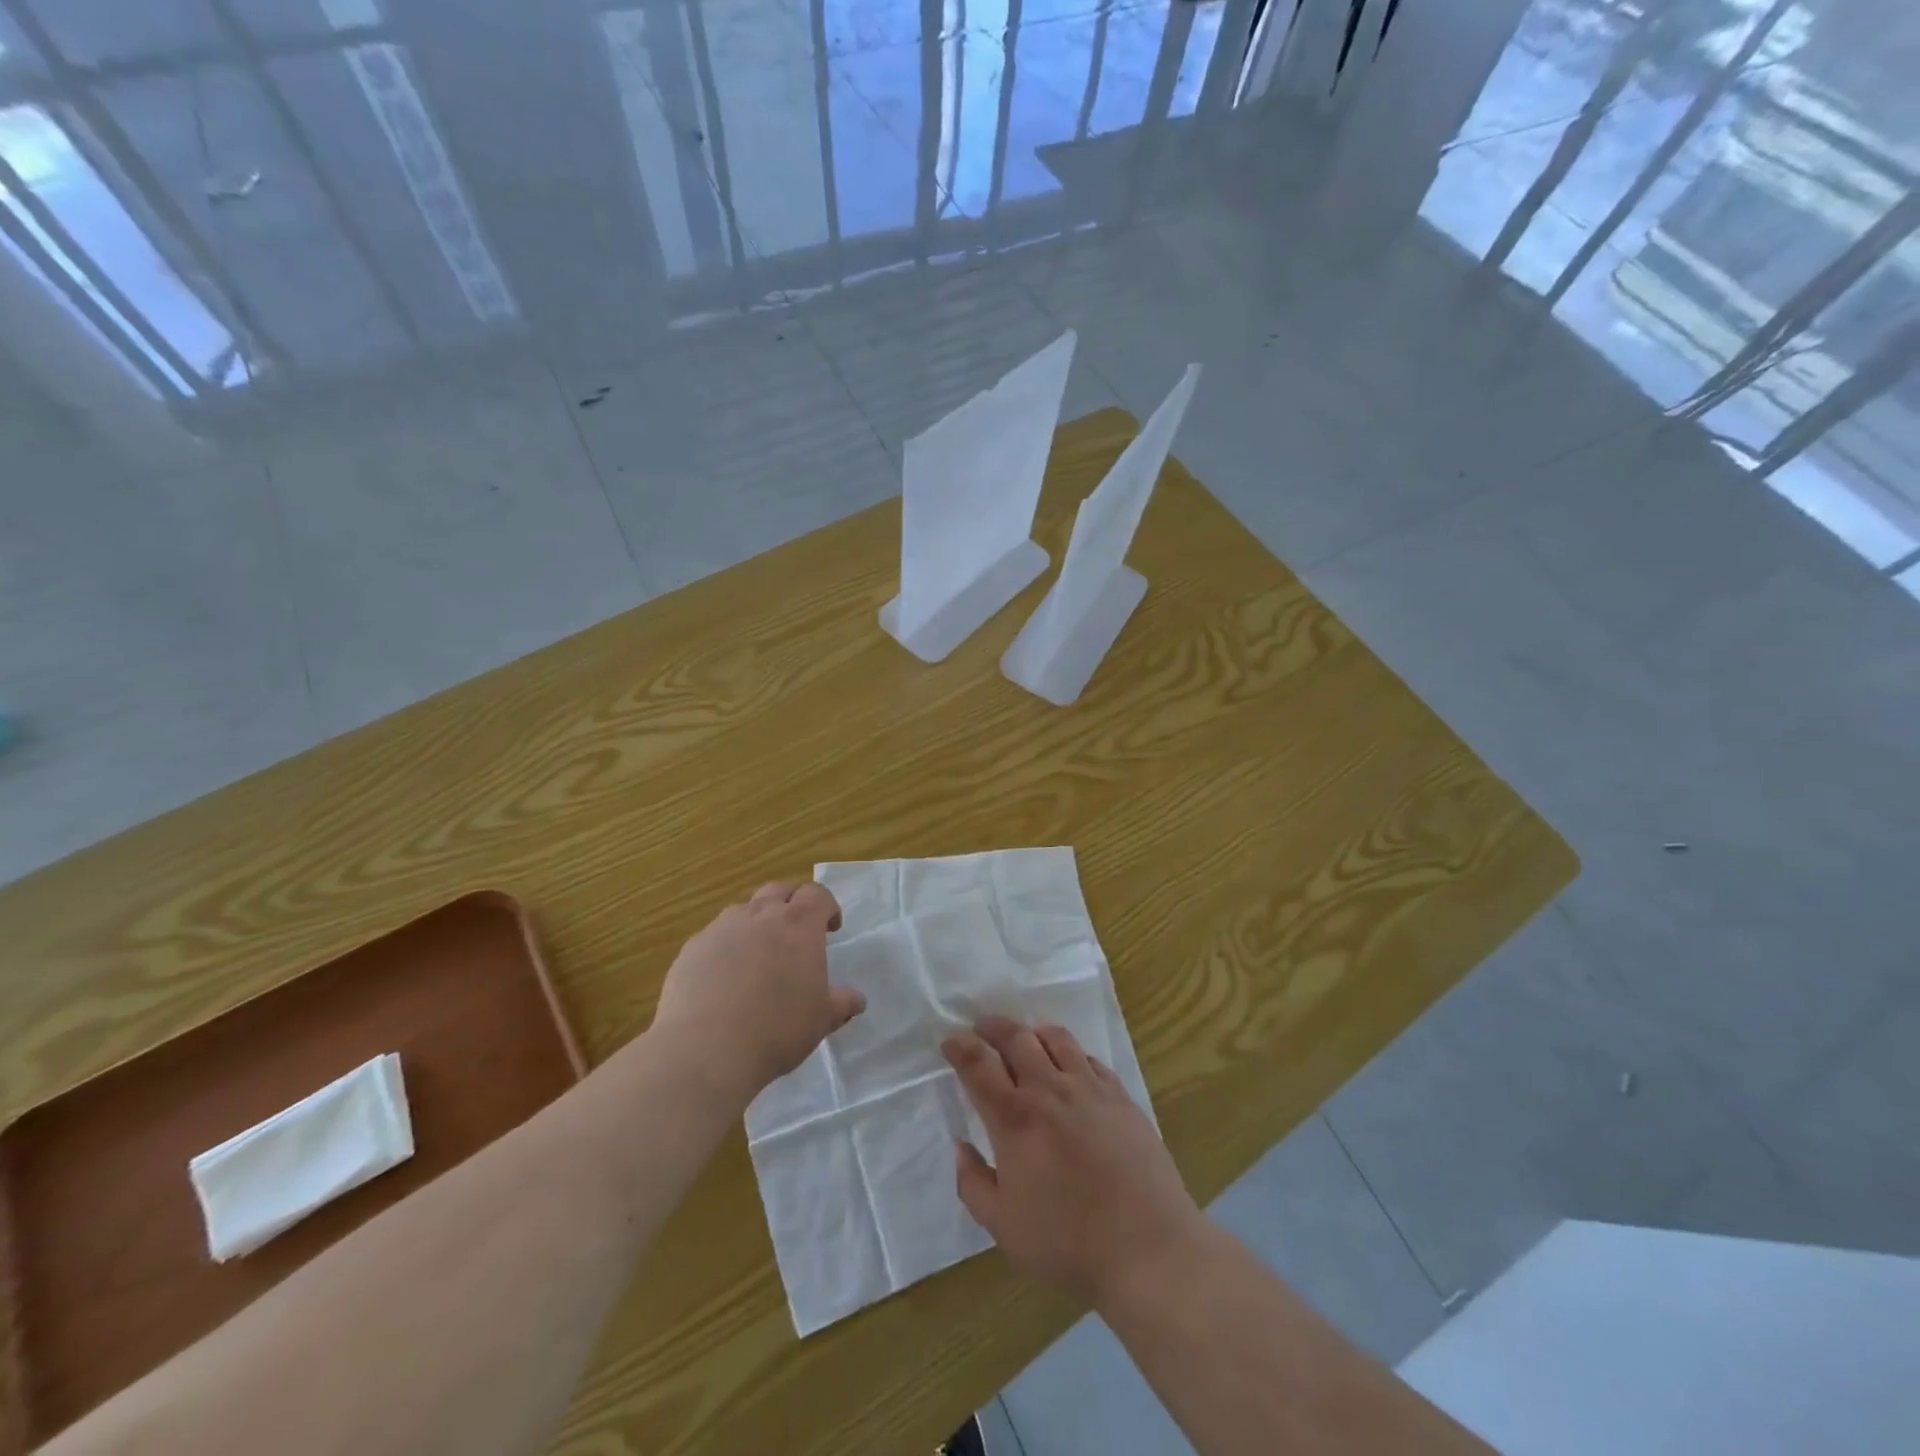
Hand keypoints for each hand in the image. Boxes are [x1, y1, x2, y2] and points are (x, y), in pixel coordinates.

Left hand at [651, 882, 864, 1104]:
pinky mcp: (691, 950)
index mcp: (798, 924)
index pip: (817, 894)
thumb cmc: (777, 1029)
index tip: (831, 928)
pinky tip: (723, 979)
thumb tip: (856, 999)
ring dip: (755, 922)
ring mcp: (721, 929)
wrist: (706, 1049)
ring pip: (742, 910)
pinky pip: (713, 937)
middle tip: (795, 934)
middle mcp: (760, 916)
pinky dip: (724, 947)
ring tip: (757, 955)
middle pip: (778, 890)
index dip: (827, 907)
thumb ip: (841, 1002)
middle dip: (790, 904)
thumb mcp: (822, 1019)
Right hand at [943, 1017, 1204, 1304]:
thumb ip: (974, 1183)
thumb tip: (960, 1146)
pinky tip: (1070, 1067)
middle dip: (993, 1027)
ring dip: (1033, 1032)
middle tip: (982, 1028)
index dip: (959, 1047)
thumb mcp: (1004, 1227)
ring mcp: (1089, 1088)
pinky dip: (1071, 1053)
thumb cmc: (1068, 1242)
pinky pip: (1089, 1058)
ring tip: (1026, 1039)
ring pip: (1055, 1038)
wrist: (1147, 1246)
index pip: (978, 1064)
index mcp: (1015, 1118)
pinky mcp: (1120, 1096)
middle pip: (1016, 1037)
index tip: (950, 1042)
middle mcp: (1049, 1089)